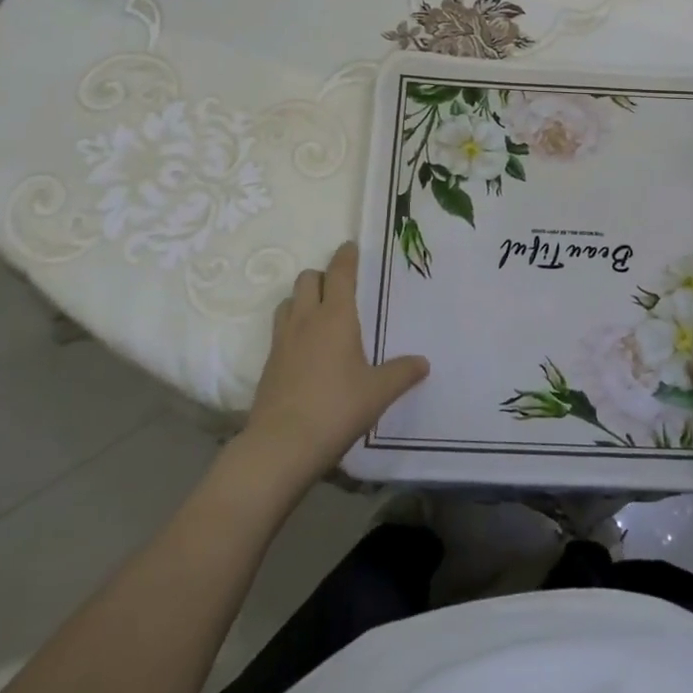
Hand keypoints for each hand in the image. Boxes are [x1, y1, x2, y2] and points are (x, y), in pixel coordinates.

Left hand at [238, 242, 428, 486]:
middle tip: (339, 288)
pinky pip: (280, 329)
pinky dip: (292, 326)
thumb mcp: (378, 392)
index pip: (339, 272)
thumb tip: (423, 363)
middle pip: (307, 279)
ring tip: (319, 314)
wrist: (281, 445)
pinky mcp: (269, 363)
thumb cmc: (336, 408)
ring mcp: (282, 340)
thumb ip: (402, 373)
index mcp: (335, 316)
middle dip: (322, 276)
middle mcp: (306, 319)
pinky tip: (305, 349)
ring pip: (288, 301)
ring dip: (302, 299)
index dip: (345, 256)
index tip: (350, 246)